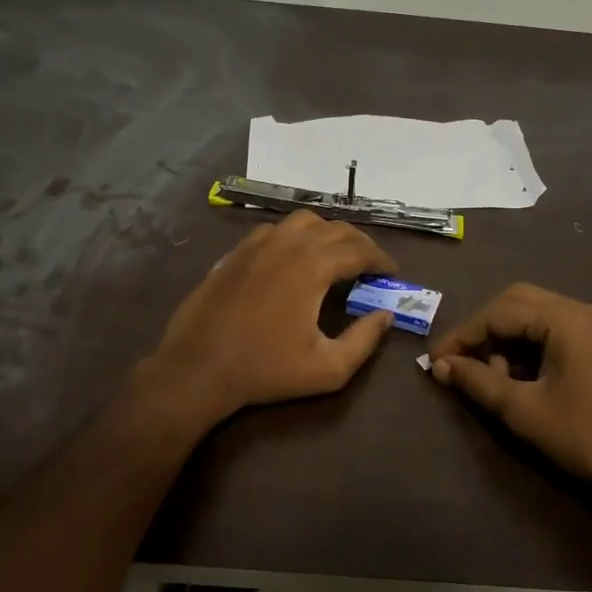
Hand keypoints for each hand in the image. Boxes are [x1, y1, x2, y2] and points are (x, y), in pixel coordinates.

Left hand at [139, 211, 397, 427]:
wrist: (199, 368)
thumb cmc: (266, 370)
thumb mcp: (328, 368)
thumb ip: (365, 340)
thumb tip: (386, 316)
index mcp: (314, 266)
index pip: (360, 250)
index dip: (381, 260)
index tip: (392, 274)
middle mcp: (288, 244)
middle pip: (336, 229)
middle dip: (360, 244)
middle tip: (370, 266)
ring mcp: (258, 244)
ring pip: (304, 221)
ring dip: (327, 233)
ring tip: (335, 256)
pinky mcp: (236, 252)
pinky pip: (274, 230)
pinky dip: (295, 237)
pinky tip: (294, 258)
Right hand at [429, 283, 591, 512]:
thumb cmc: (583, 437)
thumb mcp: (522, 410)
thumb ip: (477, 381)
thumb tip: (440, 365)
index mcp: (566, 319)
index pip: (500, 312)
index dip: (464, 335)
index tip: (436, 361)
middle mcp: (582, 311)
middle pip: (517, 303)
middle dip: (484, 331)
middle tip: (461, 362)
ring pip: (534, 316)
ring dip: (506, 340)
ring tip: (493, 378)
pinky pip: (552, 331)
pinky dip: (528, 347)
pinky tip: (518, 378)